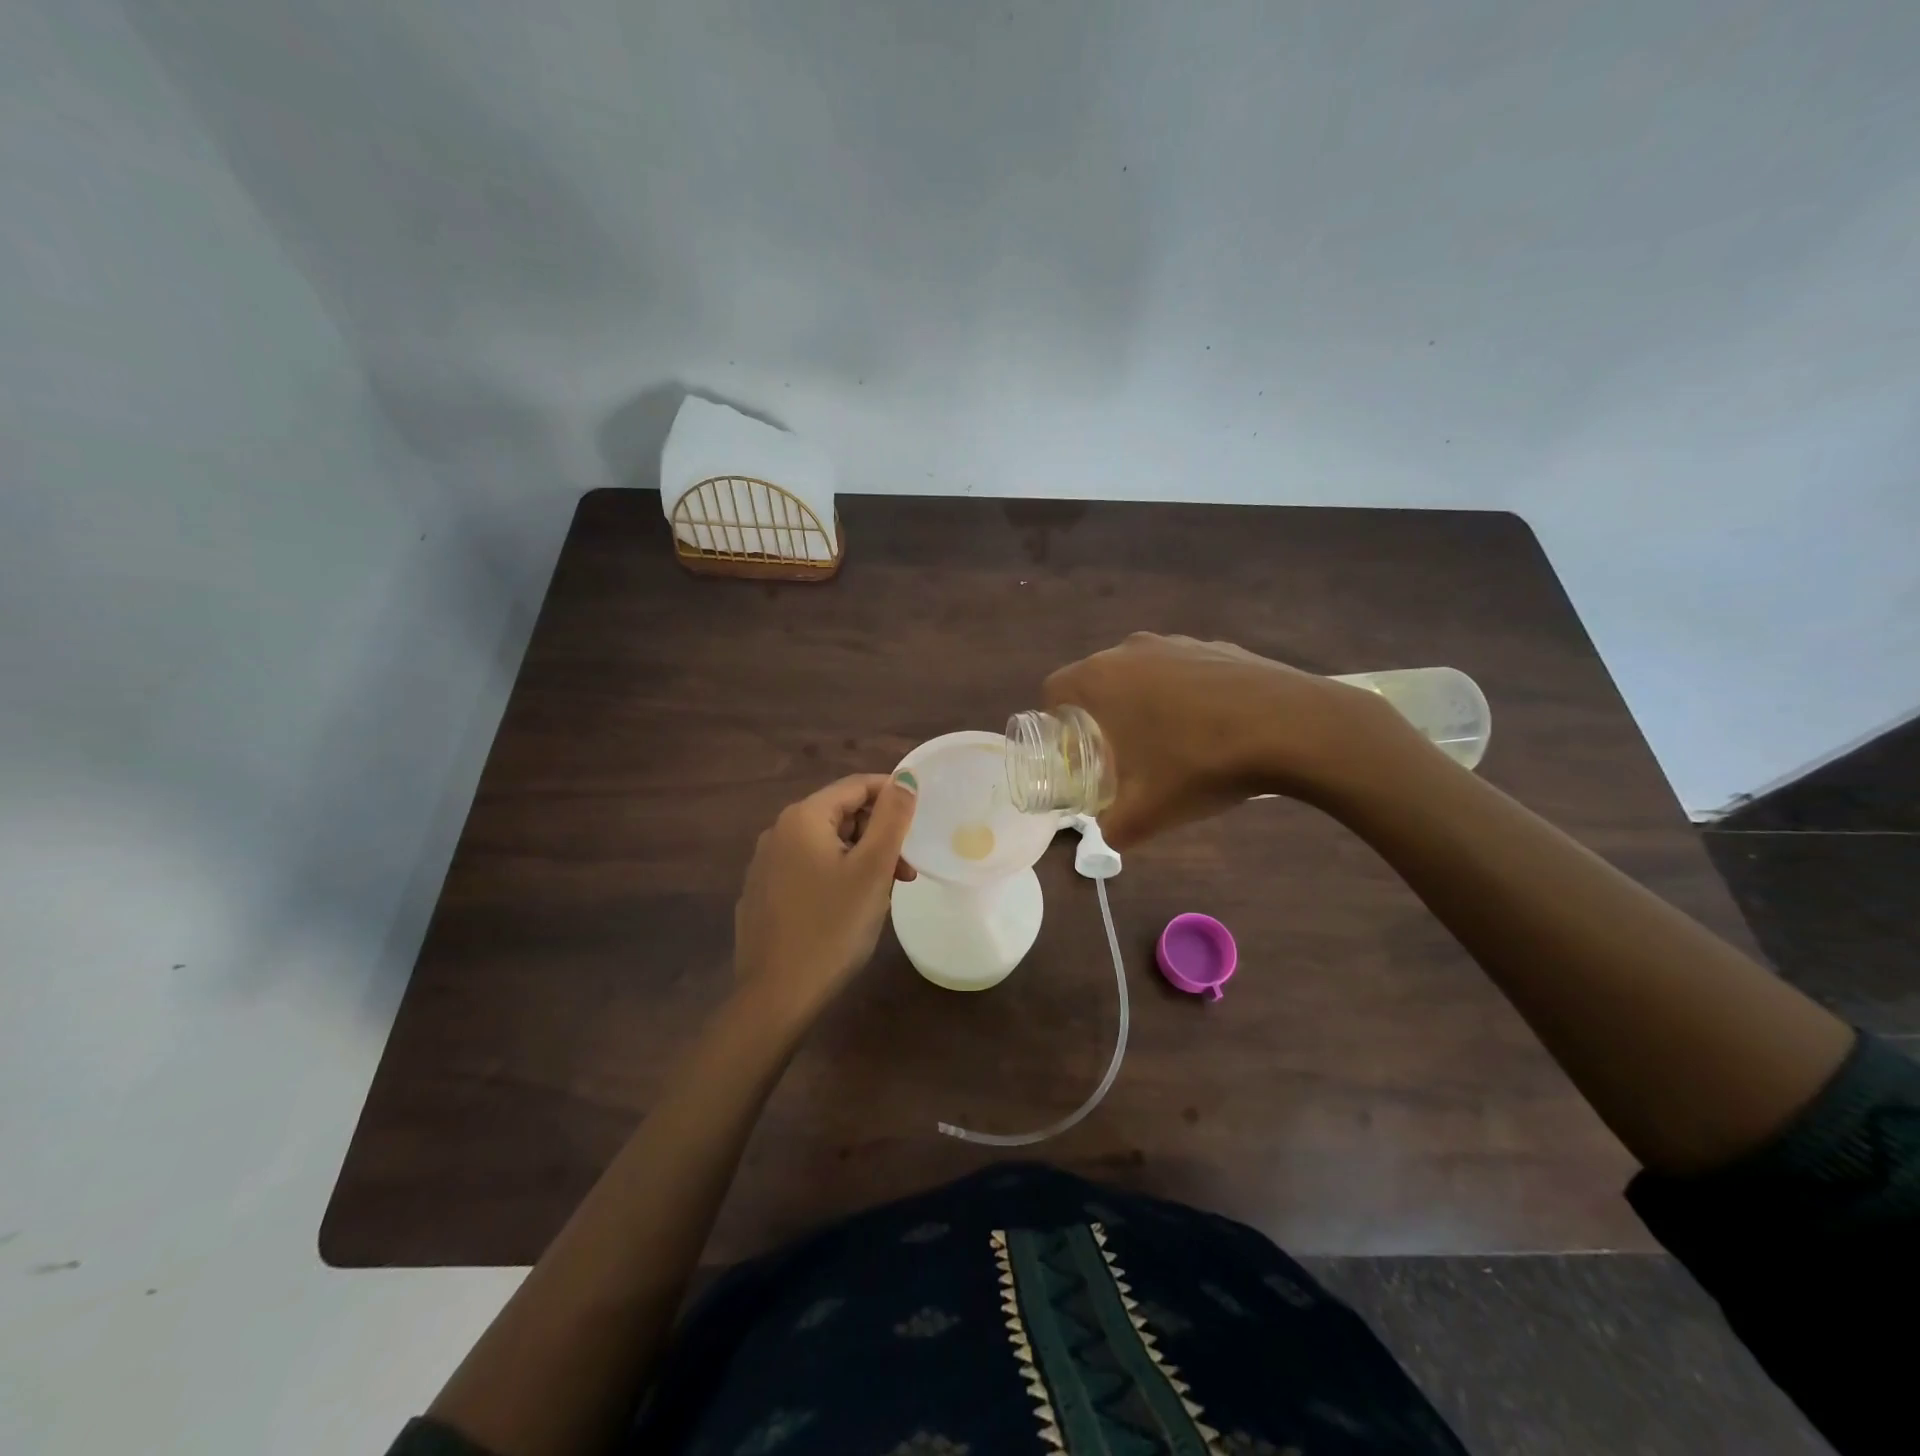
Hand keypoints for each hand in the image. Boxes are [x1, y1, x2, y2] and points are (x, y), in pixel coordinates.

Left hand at [733, 773, 918, 1018]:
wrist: (777, 996)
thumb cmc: (833, 927)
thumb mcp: (873, 869)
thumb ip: (892, 818)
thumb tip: (905, 777)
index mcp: (803, 818)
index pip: (856, 786)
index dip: (892, 795)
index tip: (920, 819)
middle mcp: (778, 832)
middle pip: (840, 815)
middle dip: (878, 834)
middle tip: (906, 869)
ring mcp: (765, 864)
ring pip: (826, 844)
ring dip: (861, 857)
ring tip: (884, 892)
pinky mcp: (762, 893)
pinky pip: (808, 868)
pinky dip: (836, 875)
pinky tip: (850, 907)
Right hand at [1043, 633, 1410, 847]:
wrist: (1292, 728)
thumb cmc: (1200, 764)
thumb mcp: (1147, 813)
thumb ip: (1112, 830)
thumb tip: (1107, 836)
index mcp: (1101, 679)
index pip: (1054, 691)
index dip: (1055, 723)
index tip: (1074, 753)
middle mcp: (1131, 650)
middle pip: (1096, 680)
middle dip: (1098, 716)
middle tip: (1116, 755)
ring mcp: (1177, 642)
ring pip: (1140, 673)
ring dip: (1140, 703)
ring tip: (1166, 743)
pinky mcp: (1216, 646)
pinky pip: (1181, 670)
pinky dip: (1182, 694)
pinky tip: (1210, 728)